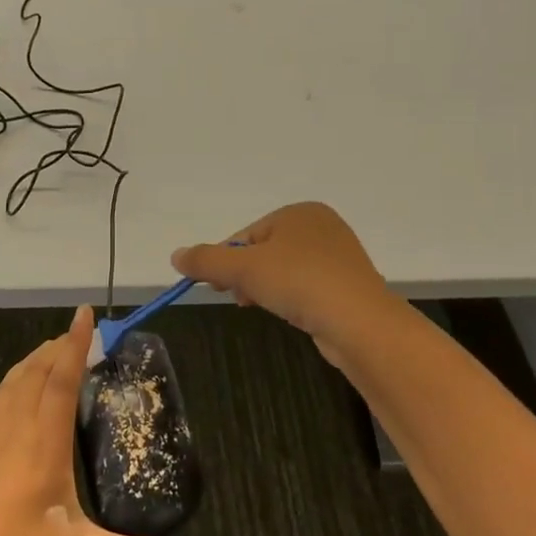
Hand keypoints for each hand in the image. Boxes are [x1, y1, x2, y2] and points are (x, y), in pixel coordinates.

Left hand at [0, 306, 171, 535]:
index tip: (83, 315)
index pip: (62, 382)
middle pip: (34, 376)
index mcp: (45, 446)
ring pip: (8, 390)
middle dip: (55, 349)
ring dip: (27, 365)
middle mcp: (16, 434)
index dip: (74, 346)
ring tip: (44, 352)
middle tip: (75, 335)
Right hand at [171, 202, 398, 365]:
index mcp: (299, 212)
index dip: (226, 260)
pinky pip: (307, 287)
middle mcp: (322, 227)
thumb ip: (206, 260)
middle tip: (240, 299)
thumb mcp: (244, 269)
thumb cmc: (299, 282)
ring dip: (266, 288)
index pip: (248, 234)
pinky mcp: (348, 286)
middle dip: (246, 275)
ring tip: (263, 307)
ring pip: (285, 270)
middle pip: (265, 251)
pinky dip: (292, 298)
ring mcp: (339, 257)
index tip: (216, 286)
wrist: (360, 323)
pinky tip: (291, 314)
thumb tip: (175, 255)